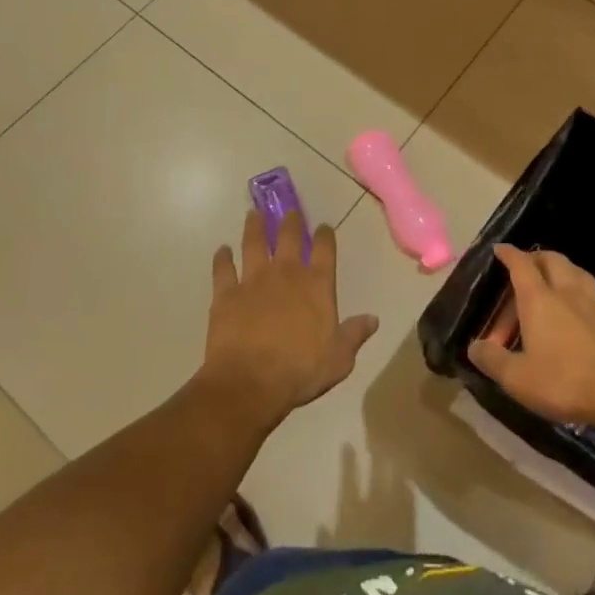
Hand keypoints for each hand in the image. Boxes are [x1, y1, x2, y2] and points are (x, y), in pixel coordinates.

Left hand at [200, 211, 378, 431]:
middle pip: (288, 237)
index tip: (324, 227)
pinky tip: (222, 251)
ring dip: (254, 227)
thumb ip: (355, 334)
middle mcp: (285, 273)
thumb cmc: (300, 371)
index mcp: (316, 284)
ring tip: (253, 214)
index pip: (324, 249)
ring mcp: (253, 280)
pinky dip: (222, 259)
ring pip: (254, 243)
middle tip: (289, 211)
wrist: (250, 382)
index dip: (325, 235)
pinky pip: (223, 269)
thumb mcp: (339, 359)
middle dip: (290, 221)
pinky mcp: (226, 294)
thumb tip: (373, 318)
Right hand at [466, 246, 594, 427]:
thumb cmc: (565, 382)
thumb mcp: (518, 378)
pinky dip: (582, 296)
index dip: (509, 254)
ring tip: (555, 281)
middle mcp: (567, 293)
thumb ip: (493, 360)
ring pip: (577, 272)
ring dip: (563, 270)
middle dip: (536, 257)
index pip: (521, 265)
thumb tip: (474, 346)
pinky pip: (594, 297)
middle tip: (525, 266)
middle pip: (552, 260)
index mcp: (540, 300)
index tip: (499, 249)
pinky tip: (581, 314)